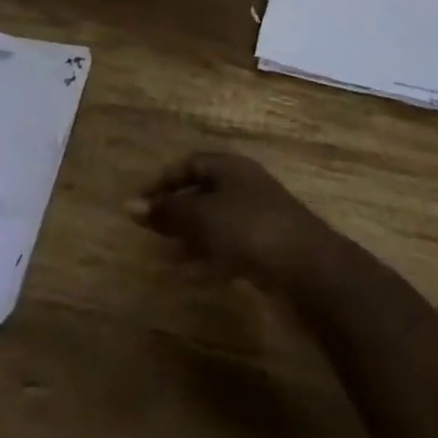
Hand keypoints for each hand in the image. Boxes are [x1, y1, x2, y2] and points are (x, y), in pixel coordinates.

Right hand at [134, 151, 348, 293]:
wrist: (308, 268)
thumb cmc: (248, 229)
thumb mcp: (201, 217)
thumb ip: (166, 211)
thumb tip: (129, 206)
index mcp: (229, 166)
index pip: (188, 163)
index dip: (161, 181)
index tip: (138, 205)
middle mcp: (244, 183)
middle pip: (202, 190)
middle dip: (175, 210)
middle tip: (149, 232)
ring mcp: (259, 215)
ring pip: (215, 219)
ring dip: (190, 235)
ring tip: (166, 257)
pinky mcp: (268, 246)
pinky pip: (230, 243)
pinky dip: (210, 254)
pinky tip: (196, 273)